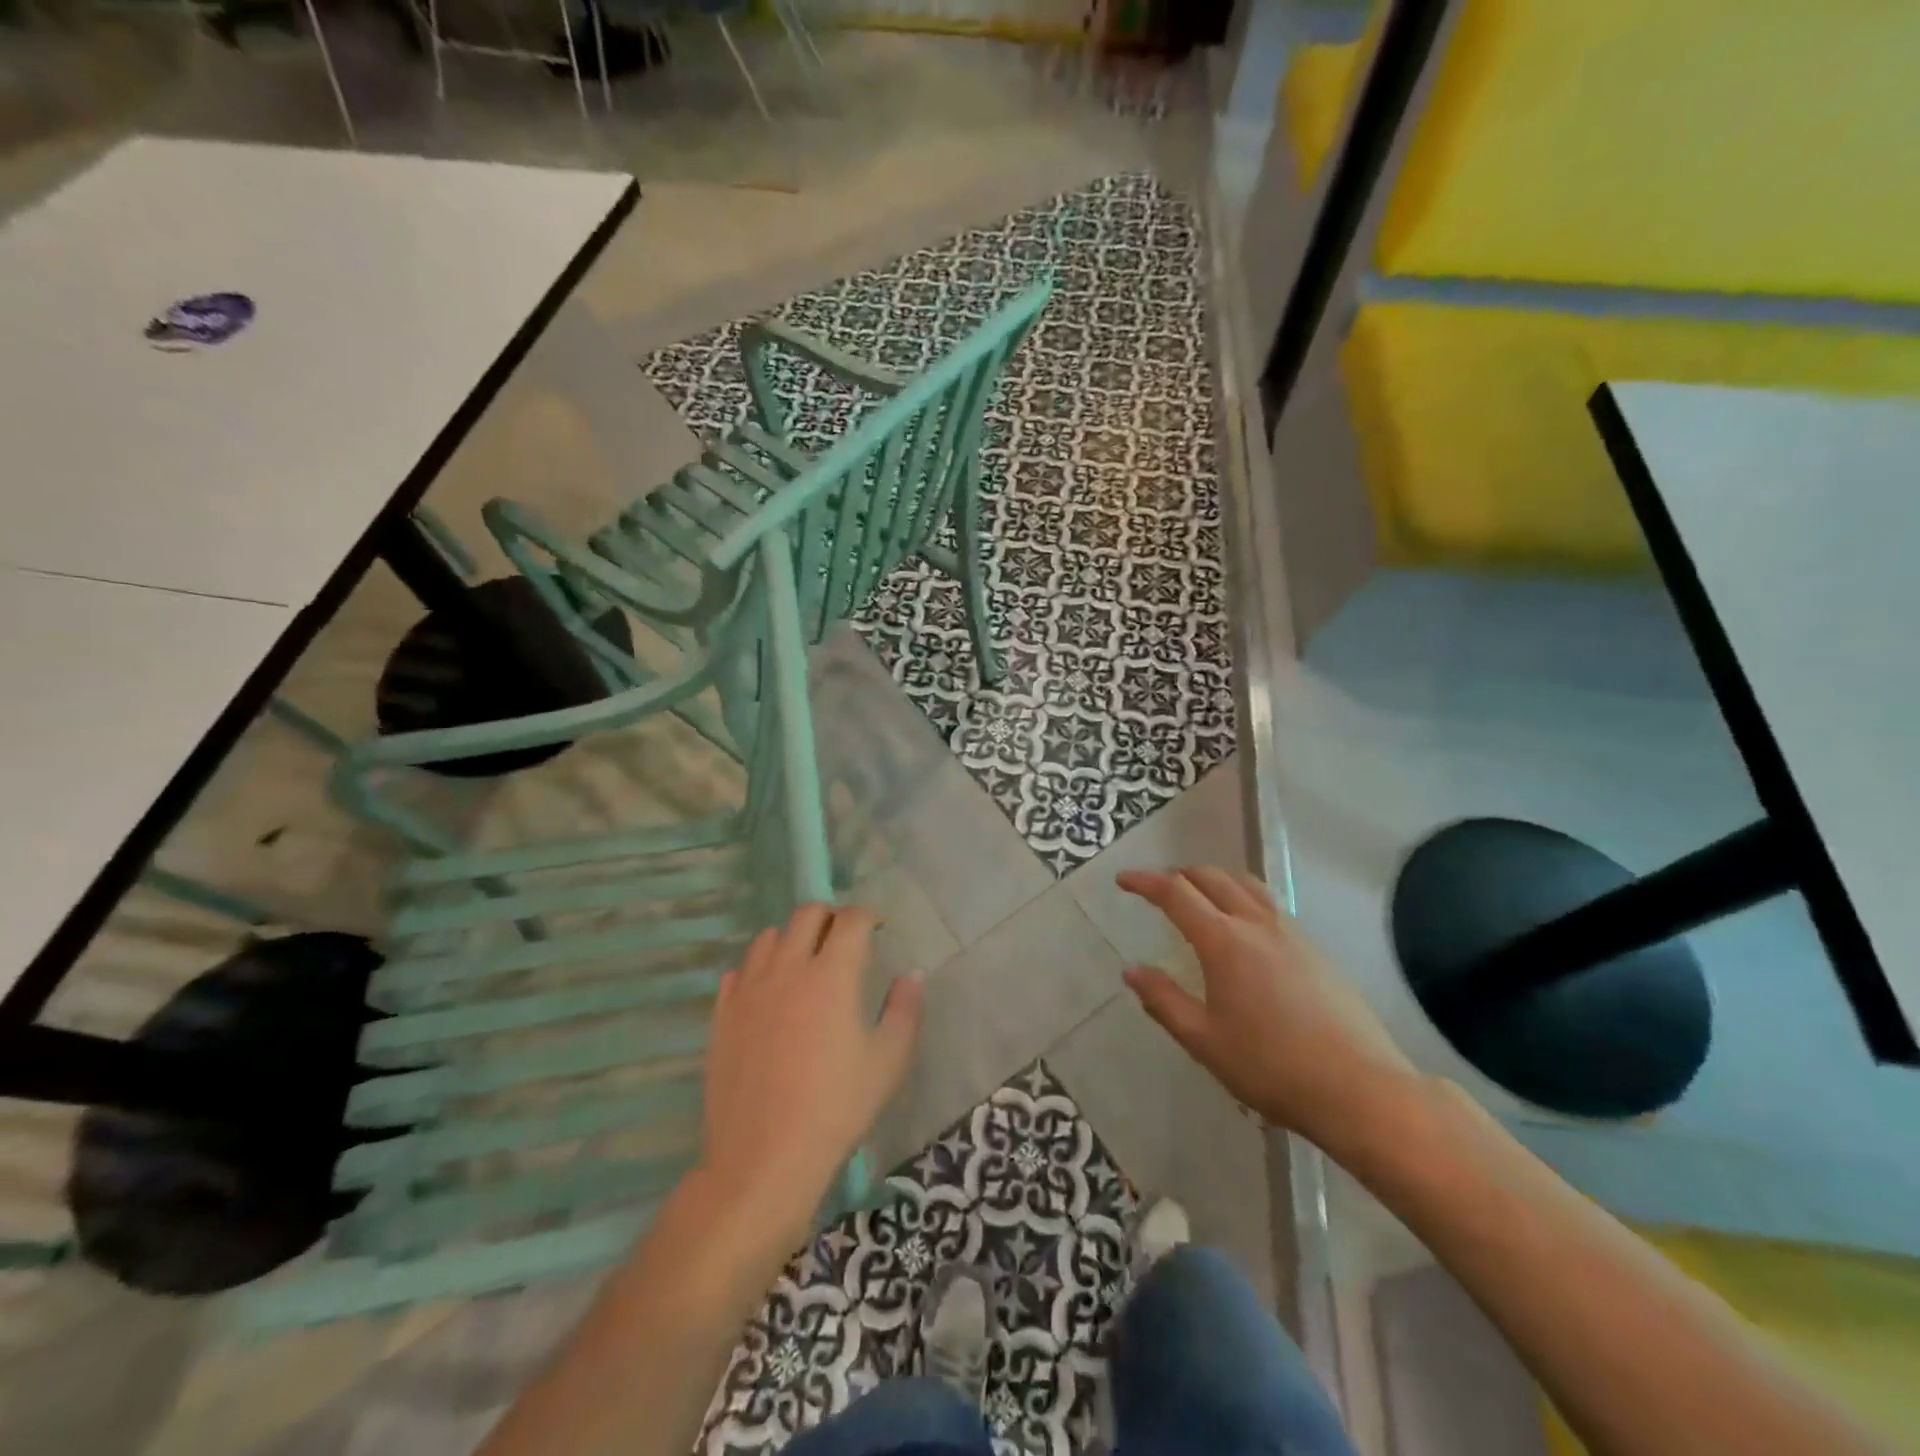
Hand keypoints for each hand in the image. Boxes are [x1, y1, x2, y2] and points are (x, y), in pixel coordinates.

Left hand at [700, 904, 922, 1234]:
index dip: (867, 915)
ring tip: (805, 962)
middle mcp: (788, 968)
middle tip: (843, 939)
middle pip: (807, 914)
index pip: (850, 919)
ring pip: (769, 936)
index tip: (876, 928)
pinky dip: (758, 968)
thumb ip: (905, 1010)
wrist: (765, 1157)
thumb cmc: (837, 1107)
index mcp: (832, 974)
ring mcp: (749, 989)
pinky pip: (739, 970)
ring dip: (792, 937)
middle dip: (830, 916)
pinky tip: (769, 993)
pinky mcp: (723, 1014)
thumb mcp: (888, 1061)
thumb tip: (911, 975)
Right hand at [1118, 867, 1420, 1158]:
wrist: (1361, 1088)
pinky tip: (1245, 930)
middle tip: (1158, 889)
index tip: (1123, 880)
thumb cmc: (1272, 1067)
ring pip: (1246, 884)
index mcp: (1223, 941)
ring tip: (1200, 896)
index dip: (1144, 882)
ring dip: (1215, 880)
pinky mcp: (1317, 949)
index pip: (1175, 893)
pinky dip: (1244, 898)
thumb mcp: (1204, 1041)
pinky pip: (1270, 905)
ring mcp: (1292, 933)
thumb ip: (1164, 1001)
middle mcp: (1256, 924)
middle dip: (1179, 875)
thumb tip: (1132, 970)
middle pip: (1212, 877)